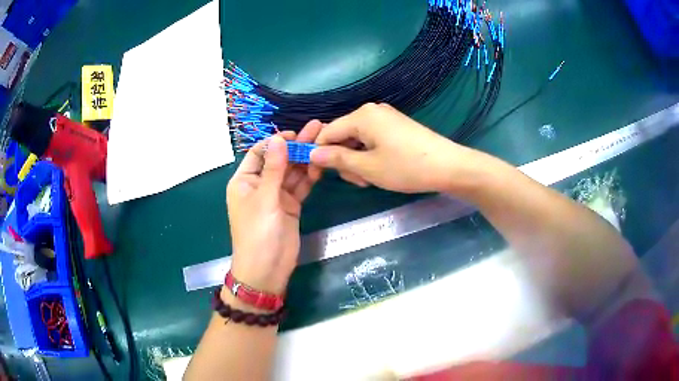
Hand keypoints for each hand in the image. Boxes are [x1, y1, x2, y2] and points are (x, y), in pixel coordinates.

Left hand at [226, 121, 322, 294]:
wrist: (267, 269)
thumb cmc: (258, 234)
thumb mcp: (265, 199)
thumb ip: (274, 169)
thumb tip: (279, 138)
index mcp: (244, 181)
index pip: (259, 152)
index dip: (276, 141)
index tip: (295, 133)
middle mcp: (260, 185)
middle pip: (279, 160)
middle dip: (296, 146)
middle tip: (318, 129)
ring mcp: (276, 196)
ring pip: (292, 172)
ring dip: (306, 159)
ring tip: (324, 142)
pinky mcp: (290, 206)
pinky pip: (300, 186)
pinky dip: (310, 177)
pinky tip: (321, 165)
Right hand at [310, 103, 478, 192]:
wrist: (448, 166)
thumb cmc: (406, 167)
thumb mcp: (367, 167)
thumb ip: (337, 158)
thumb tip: (312, 153)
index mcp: (361, 116)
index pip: (327, 132)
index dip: (318, 154)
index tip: (316, 176)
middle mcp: (371, 111)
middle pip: (343, 136)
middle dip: (343, 160)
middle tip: (357, 182)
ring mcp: (386, 118)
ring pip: (358, 140)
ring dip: (357, 161)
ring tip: (369, 180)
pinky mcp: (396, 127)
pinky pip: (372, 140)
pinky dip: (370, 156)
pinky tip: (379, 171)